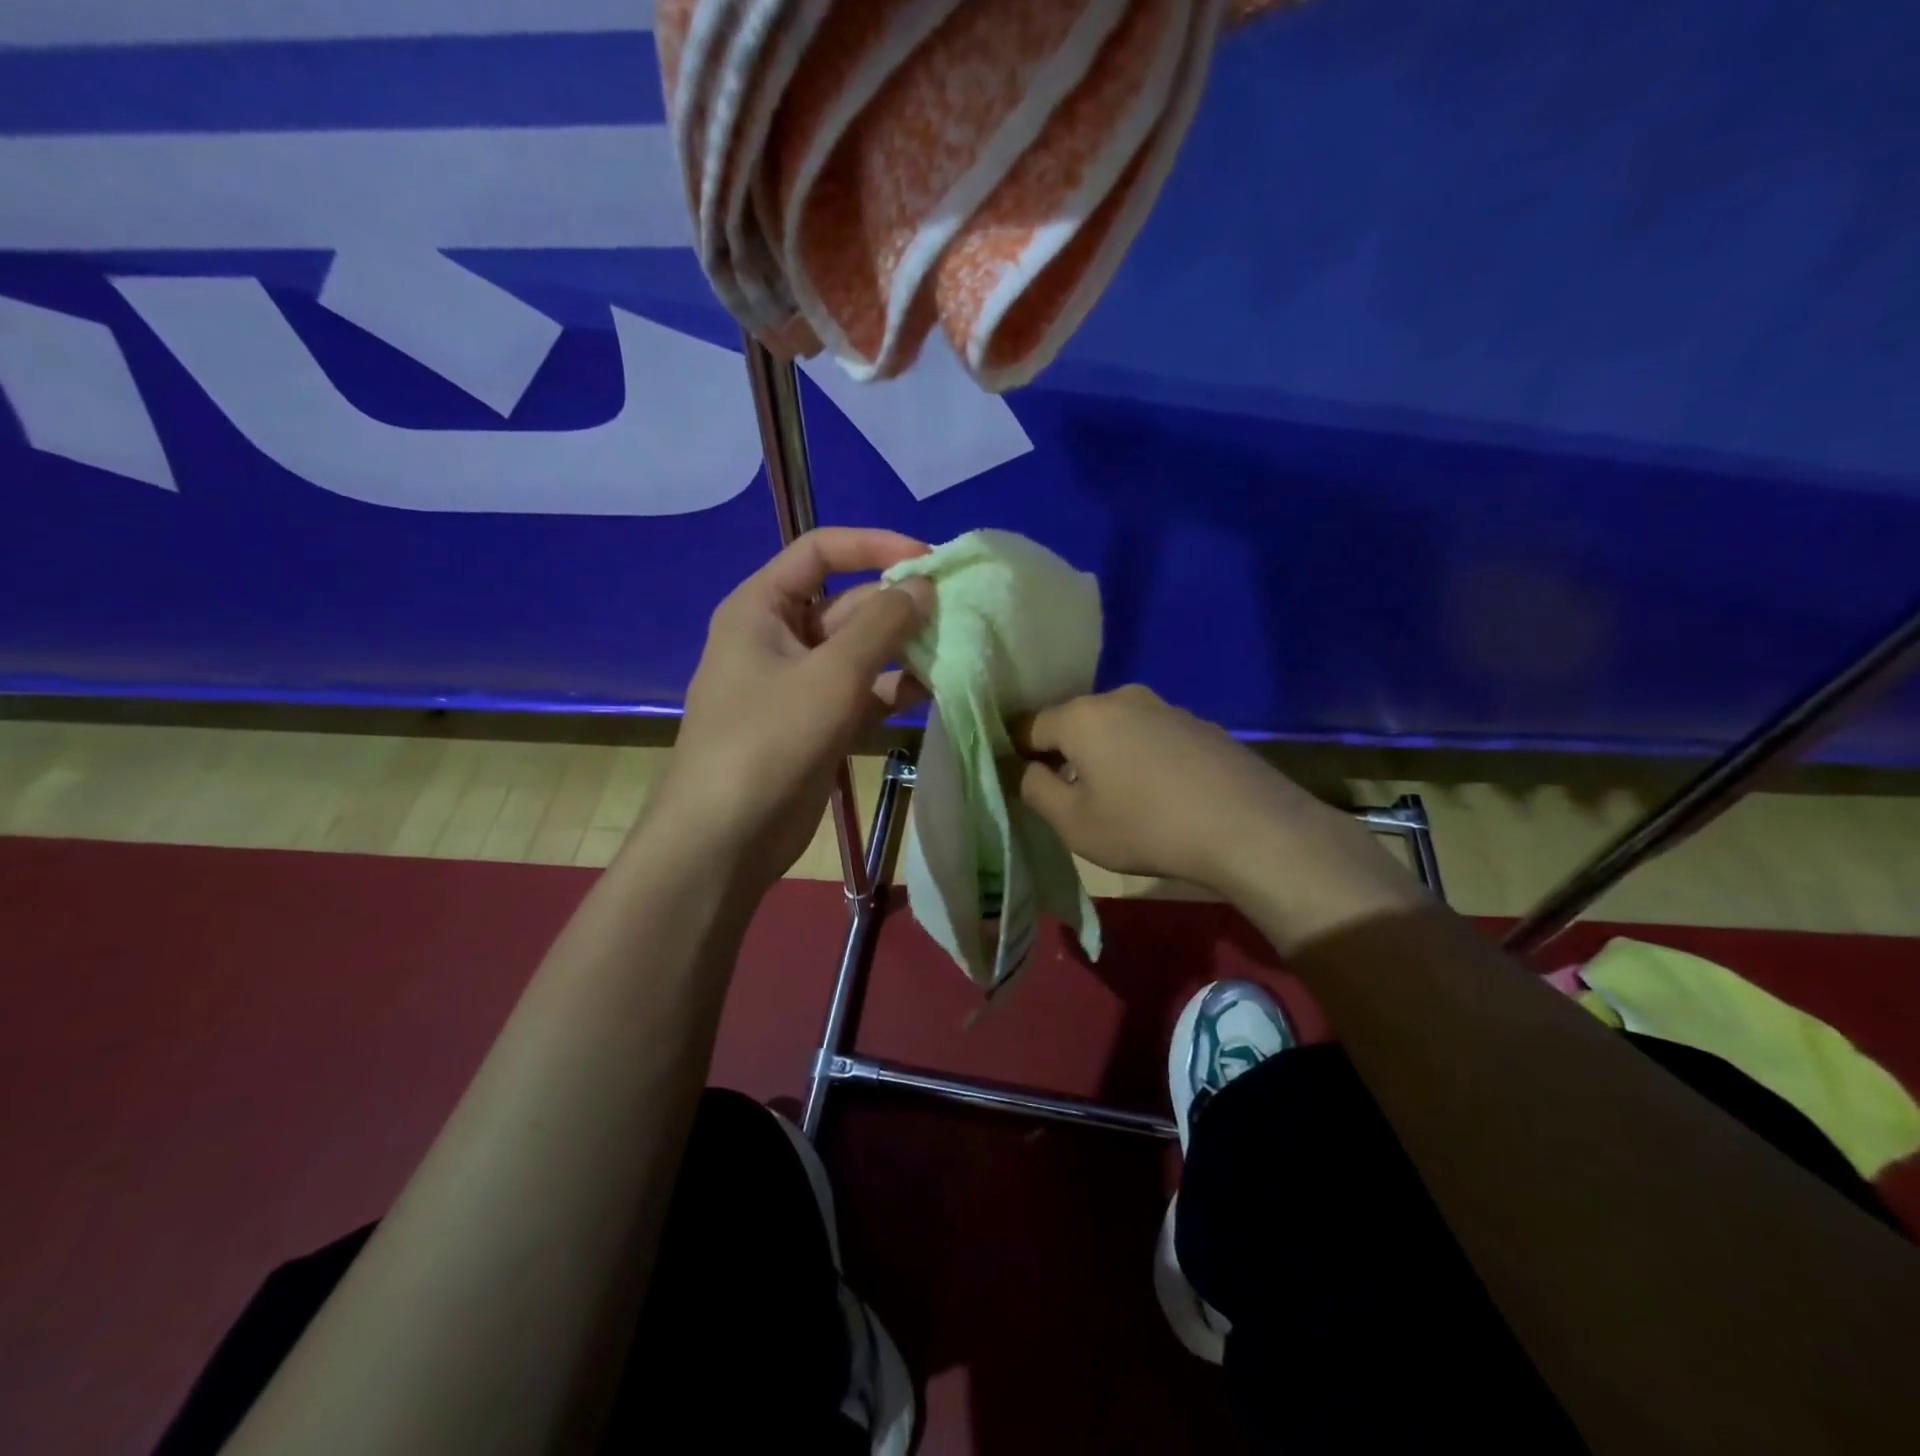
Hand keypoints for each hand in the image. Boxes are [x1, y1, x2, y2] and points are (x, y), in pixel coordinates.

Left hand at [646, 528, 934, 891]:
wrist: (726, 838)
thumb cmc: (769, 741)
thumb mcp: (830, 675)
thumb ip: (882, 625)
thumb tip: (923, 585)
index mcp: (762, 607)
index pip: (820, 552)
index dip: (873, 546)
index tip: (927, 559)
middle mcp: (779, 638)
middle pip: (847, 604)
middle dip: (898, 606)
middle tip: (957, 612)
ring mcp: (800, 684)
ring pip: (860, 651)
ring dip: (903, 649)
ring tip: (956, 648)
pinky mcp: (818, 723)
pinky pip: (862, 692)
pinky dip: (894, 688)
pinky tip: (936, 688)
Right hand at [1012, 685, 1311, 892]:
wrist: (1248, 826)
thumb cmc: (1146, 826)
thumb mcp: (1074, 823)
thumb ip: (1035, 790)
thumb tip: (1026, 769)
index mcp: (1082, 716)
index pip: (1029, 725)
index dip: (1019, 754)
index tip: (1025, 784)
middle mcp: (1121, 698)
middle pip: (1074, 722)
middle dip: (1064, 753)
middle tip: (1069, 796)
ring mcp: (1165, 707)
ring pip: (1114, 727)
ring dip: (1105, 754)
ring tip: (1118, 797)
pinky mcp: (1198, 724)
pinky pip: (1150, 735)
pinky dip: (1141, 756)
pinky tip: (1158, 792)